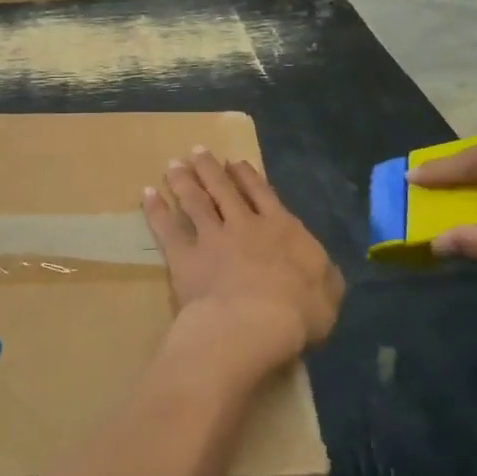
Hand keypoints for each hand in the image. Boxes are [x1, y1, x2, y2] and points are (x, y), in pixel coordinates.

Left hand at [142, 148, 343, 378]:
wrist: (254, 322)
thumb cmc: (299, 312)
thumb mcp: (328, 294)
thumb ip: (324, 276)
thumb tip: (323, 268)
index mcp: (282, 229)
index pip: (262, 194)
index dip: (247, 177)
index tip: (234, 163)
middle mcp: (245, 225)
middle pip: (224, 190)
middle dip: (210, 169)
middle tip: (197, 152)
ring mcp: (212, 238)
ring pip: (195, 201)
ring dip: (184, 181)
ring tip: (173, 165)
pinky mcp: (185, 256)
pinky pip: (167, 228)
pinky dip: (156, 211)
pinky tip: (148, 195)